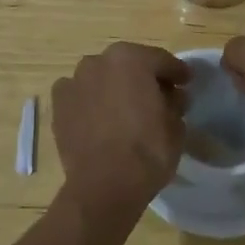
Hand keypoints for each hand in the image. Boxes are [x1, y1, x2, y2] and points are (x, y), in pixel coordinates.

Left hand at [51, 42, 189, 222]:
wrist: (104, 185)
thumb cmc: (147, 151)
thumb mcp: (176, 126)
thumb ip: (175, 103)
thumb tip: (172, 97)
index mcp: (132, 59)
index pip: (161, 60)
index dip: (177, 72)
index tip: (186, 82)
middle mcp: (99, 61)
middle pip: (129, 65)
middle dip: (143, 78)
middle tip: (158, 97)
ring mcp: (75, 80)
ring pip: (102, 78)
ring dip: (114, 87)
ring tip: (125, 110)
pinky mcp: (58, 103)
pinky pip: (81, 94)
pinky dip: (90, 101)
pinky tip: (100, 119)